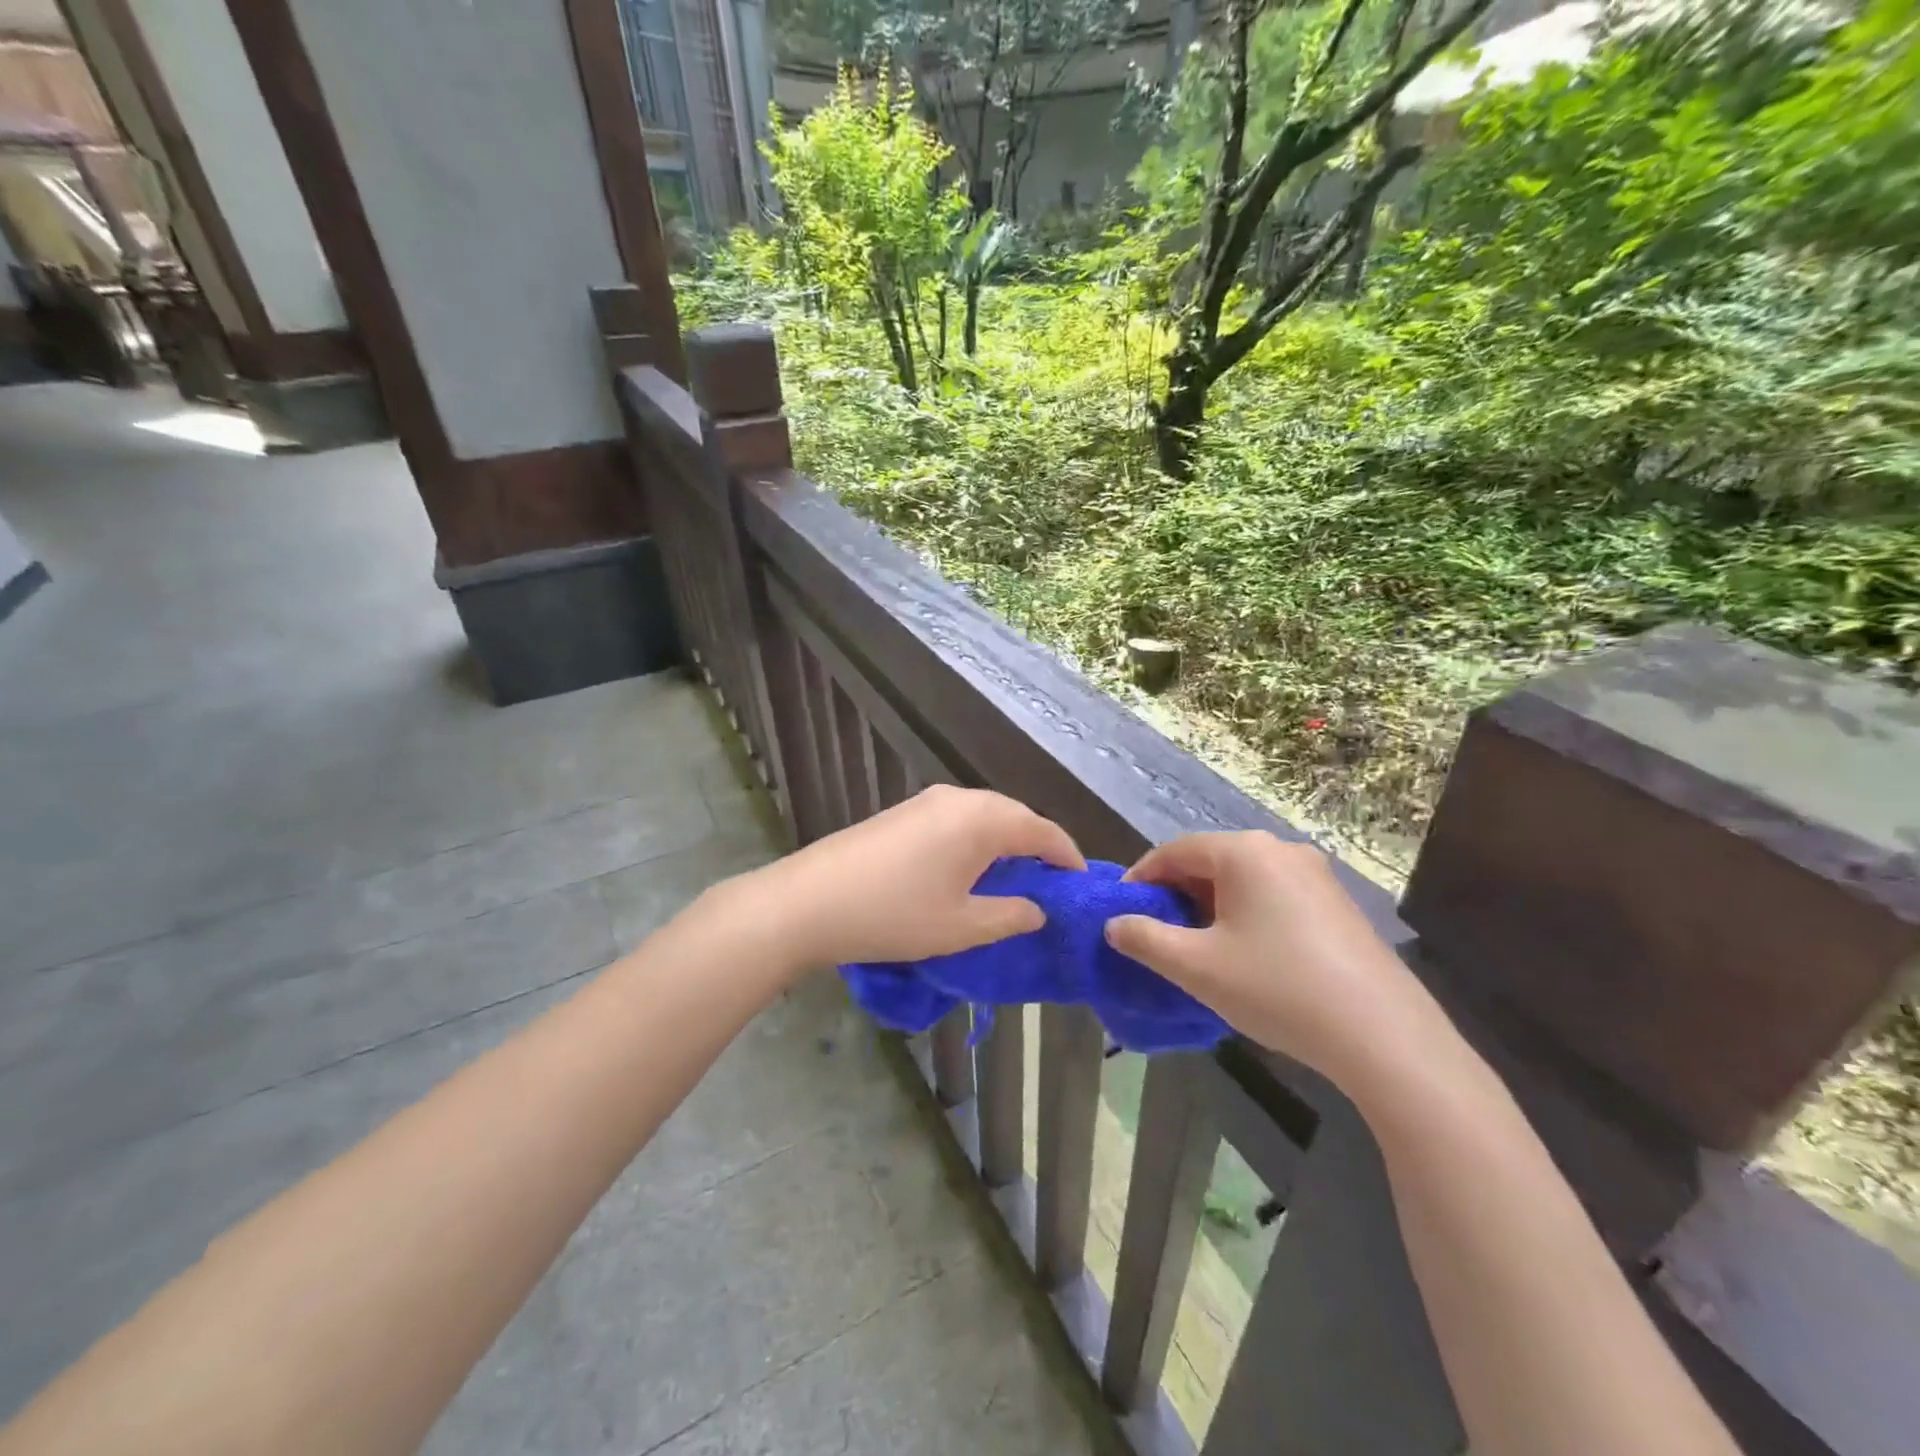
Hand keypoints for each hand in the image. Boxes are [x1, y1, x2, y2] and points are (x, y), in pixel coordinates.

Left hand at [729, 785, 1084, 969]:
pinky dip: (975, 840)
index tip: (1080, 882)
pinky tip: (967, 869)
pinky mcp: (902, 812)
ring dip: (1004, 842)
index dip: (1066, 856)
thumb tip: (1038, 908)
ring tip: (1012, 879)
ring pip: (983, 816)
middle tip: (1049, 883)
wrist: (809, 901)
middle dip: (1036, 846)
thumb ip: (1010, 916)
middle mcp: (959, 799)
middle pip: (1014, 816)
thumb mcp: (962, 927)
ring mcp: (926, 801)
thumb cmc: (895, 916)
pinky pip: (956, 819)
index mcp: (982, 820)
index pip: (1041, 830)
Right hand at [1105, 832, 1435, 1090]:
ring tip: (1197, 949)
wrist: (1384, 1036)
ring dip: (1210, 907)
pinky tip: (1245, 956)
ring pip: (1242, 881)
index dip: (1141, 879)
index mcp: (1244, 852)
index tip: (1121, 913)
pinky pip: (1274, 896)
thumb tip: (1115, 924)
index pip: (1174, 851)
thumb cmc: (1277, 988)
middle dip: (1176, 895)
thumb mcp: (1195, 967)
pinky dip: (1246, 916)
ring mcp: (1316, 875)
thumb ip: (1144, 939)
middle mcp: (1280, 850)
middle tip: (1156, 935)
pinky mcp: (1338, 904)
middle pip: (1209, 862)